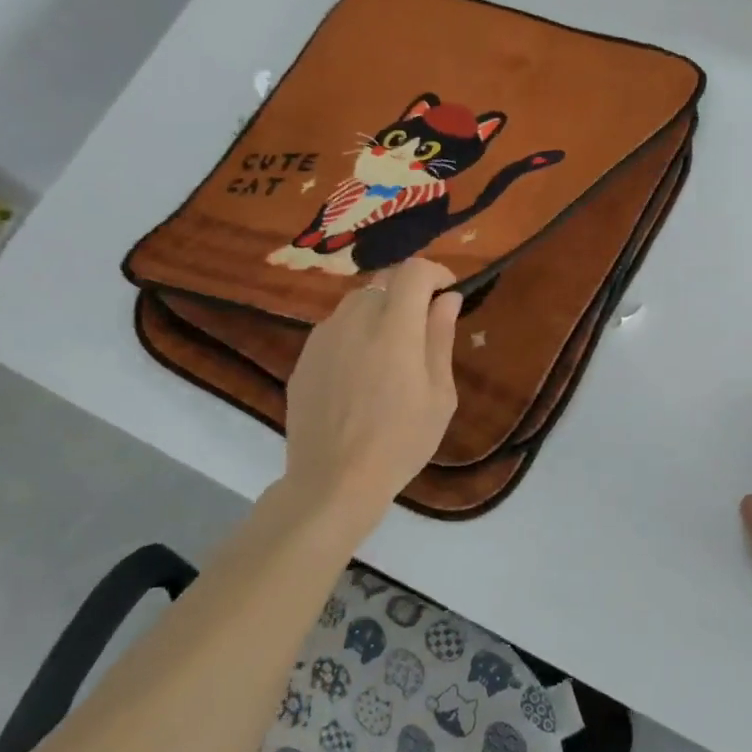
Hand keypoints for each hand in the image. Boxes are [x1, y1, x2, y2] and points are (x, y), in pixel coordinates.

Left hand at [278, 257, 461, 535]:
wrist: (333, 481)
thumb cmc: (400, 442)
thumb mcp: (439, 395)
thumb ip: (440, 338)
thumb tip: (446, 298)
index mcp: (394, 328)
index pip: (413, 270)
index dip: (435, 272)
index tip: (448, 293)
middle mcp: (354, 320)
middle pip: (384, 282)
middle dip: (408, 294)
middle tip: (423, 329)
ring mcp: (323, 337)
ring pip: (357, 303)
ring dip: (380, 312)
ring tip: (390, 353)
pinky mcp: (304, 357)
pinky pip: (335, 328)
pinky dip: (355, 334)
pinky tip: (360, 374)